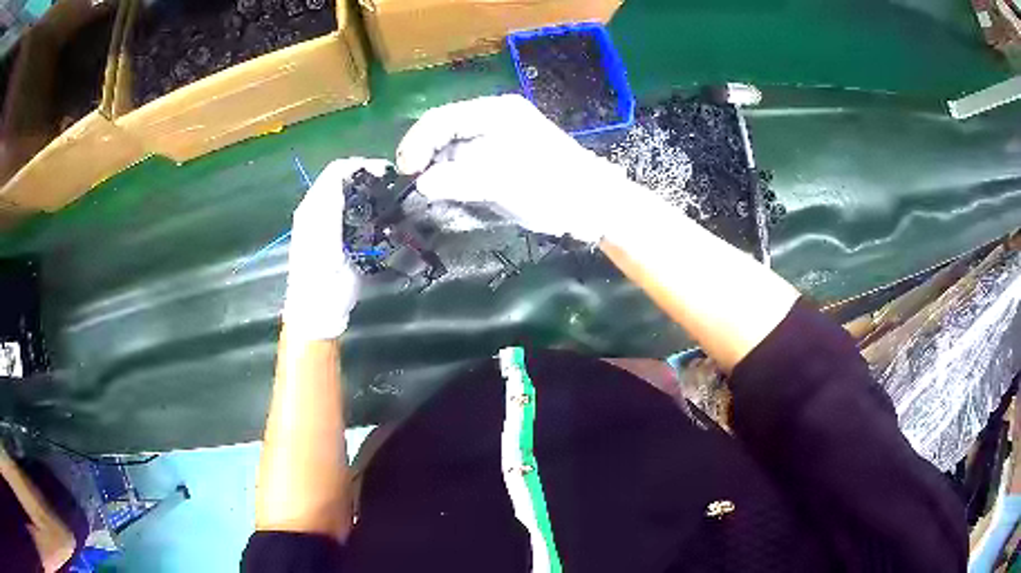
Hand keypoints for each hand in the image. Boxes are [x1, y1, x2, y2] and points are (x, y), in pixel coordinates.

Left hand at [283, 158, 391, 340]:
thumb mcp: (322, 229)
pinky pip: (362, 219)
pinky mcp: (346, 244)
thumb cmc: (319, 271)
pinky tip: (389, 222)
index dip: (362, 165)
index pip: (338, 170)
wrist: (319, 311)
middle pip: (348, 182)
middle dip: (372, 179)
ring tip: (396, 202)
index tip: (388, 172)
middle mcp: (322, 211)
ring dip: (375, 196)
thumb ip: (332, 196)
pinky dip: (376, 215)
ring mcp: (334, 228)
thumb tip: (352, 167)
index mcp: (314, 205)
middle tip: (397, 187)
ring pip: (357, 199)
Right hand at [396, 94, 653, 243]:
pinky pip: (466, 165)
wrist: (593, 205)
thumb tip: (421, 184)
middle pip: (444, 132)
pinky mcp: (501, 161)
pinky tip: (450, 194)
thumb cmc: (553, 186)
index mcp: (495, 112)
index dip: (417, 143)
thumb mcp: (503, 180)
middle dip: (425, 157)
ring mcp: (498, 140)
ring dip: (438, 170)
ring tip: (430, 193)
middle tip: (412, 185)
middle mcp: (493, 120)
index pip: (441, 118)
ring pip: (453, 150)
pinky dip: (454, 179)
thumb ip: (459, 179)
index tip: (406, 173)